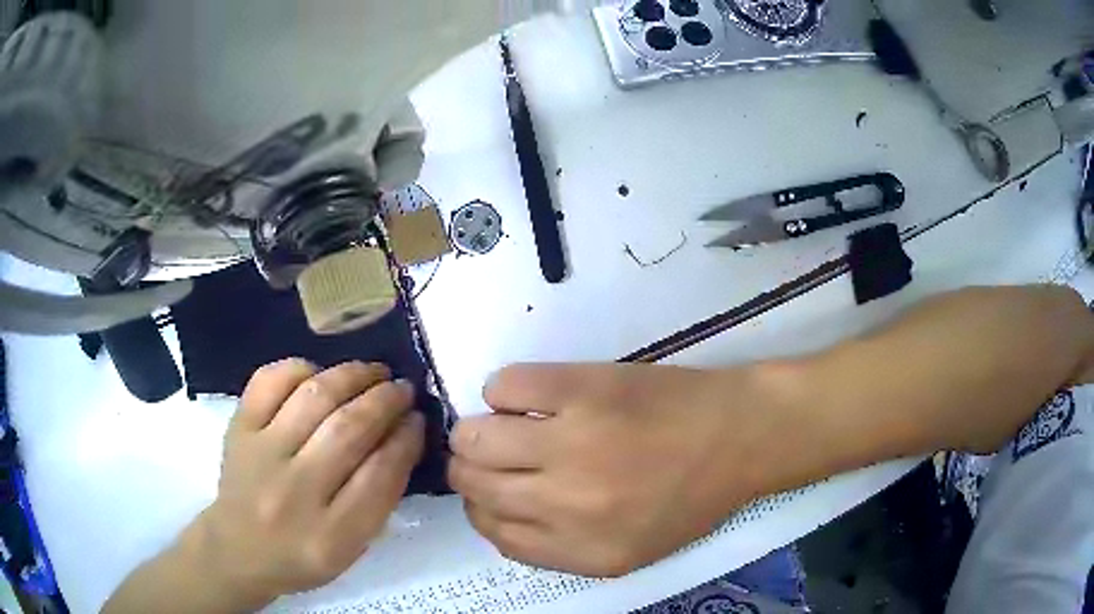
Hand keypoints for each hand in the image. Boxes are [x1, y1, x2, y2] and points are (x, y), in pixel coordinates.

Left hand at [190, 360, 423, 603]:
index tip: (418, 419)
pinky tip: (320, 373)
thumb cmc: (301, 555)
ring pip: (313, 397)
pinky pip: (269, 381)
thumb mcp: (350, 548)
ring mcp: (261, 454)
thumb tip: (402, 436)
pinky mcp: (238, 428)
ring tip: (373, 372)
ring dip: (352, 376)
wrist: (237, 549)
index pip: (380, 477)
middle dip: (385, 401)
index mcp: (330, 536)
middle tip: (403, 388)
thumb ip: (378, 499)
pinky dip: (300, 368)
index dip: (406, 440)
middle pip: (348, 430)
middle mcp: (293, 492)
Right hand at [449, 363, 782, 576]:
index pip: (492, 532)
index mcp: (582, 551)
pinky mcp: (581, 388)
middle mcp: (566, 505)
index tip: (488, 489)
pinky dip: (504, 392)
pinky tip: (531, 397)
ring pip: (474, 437)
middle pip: (472, 483)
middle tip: (491, 452)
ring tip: (503, 423)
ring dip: (477, 430)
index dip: (480, 507)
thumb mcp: (628, 549)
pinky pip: (503, 387)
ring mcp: (571, 443)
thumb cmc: (691, 494)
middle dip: (470, 467)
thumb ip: (558, 546)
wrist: (741, 435)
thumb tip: (499, 512)